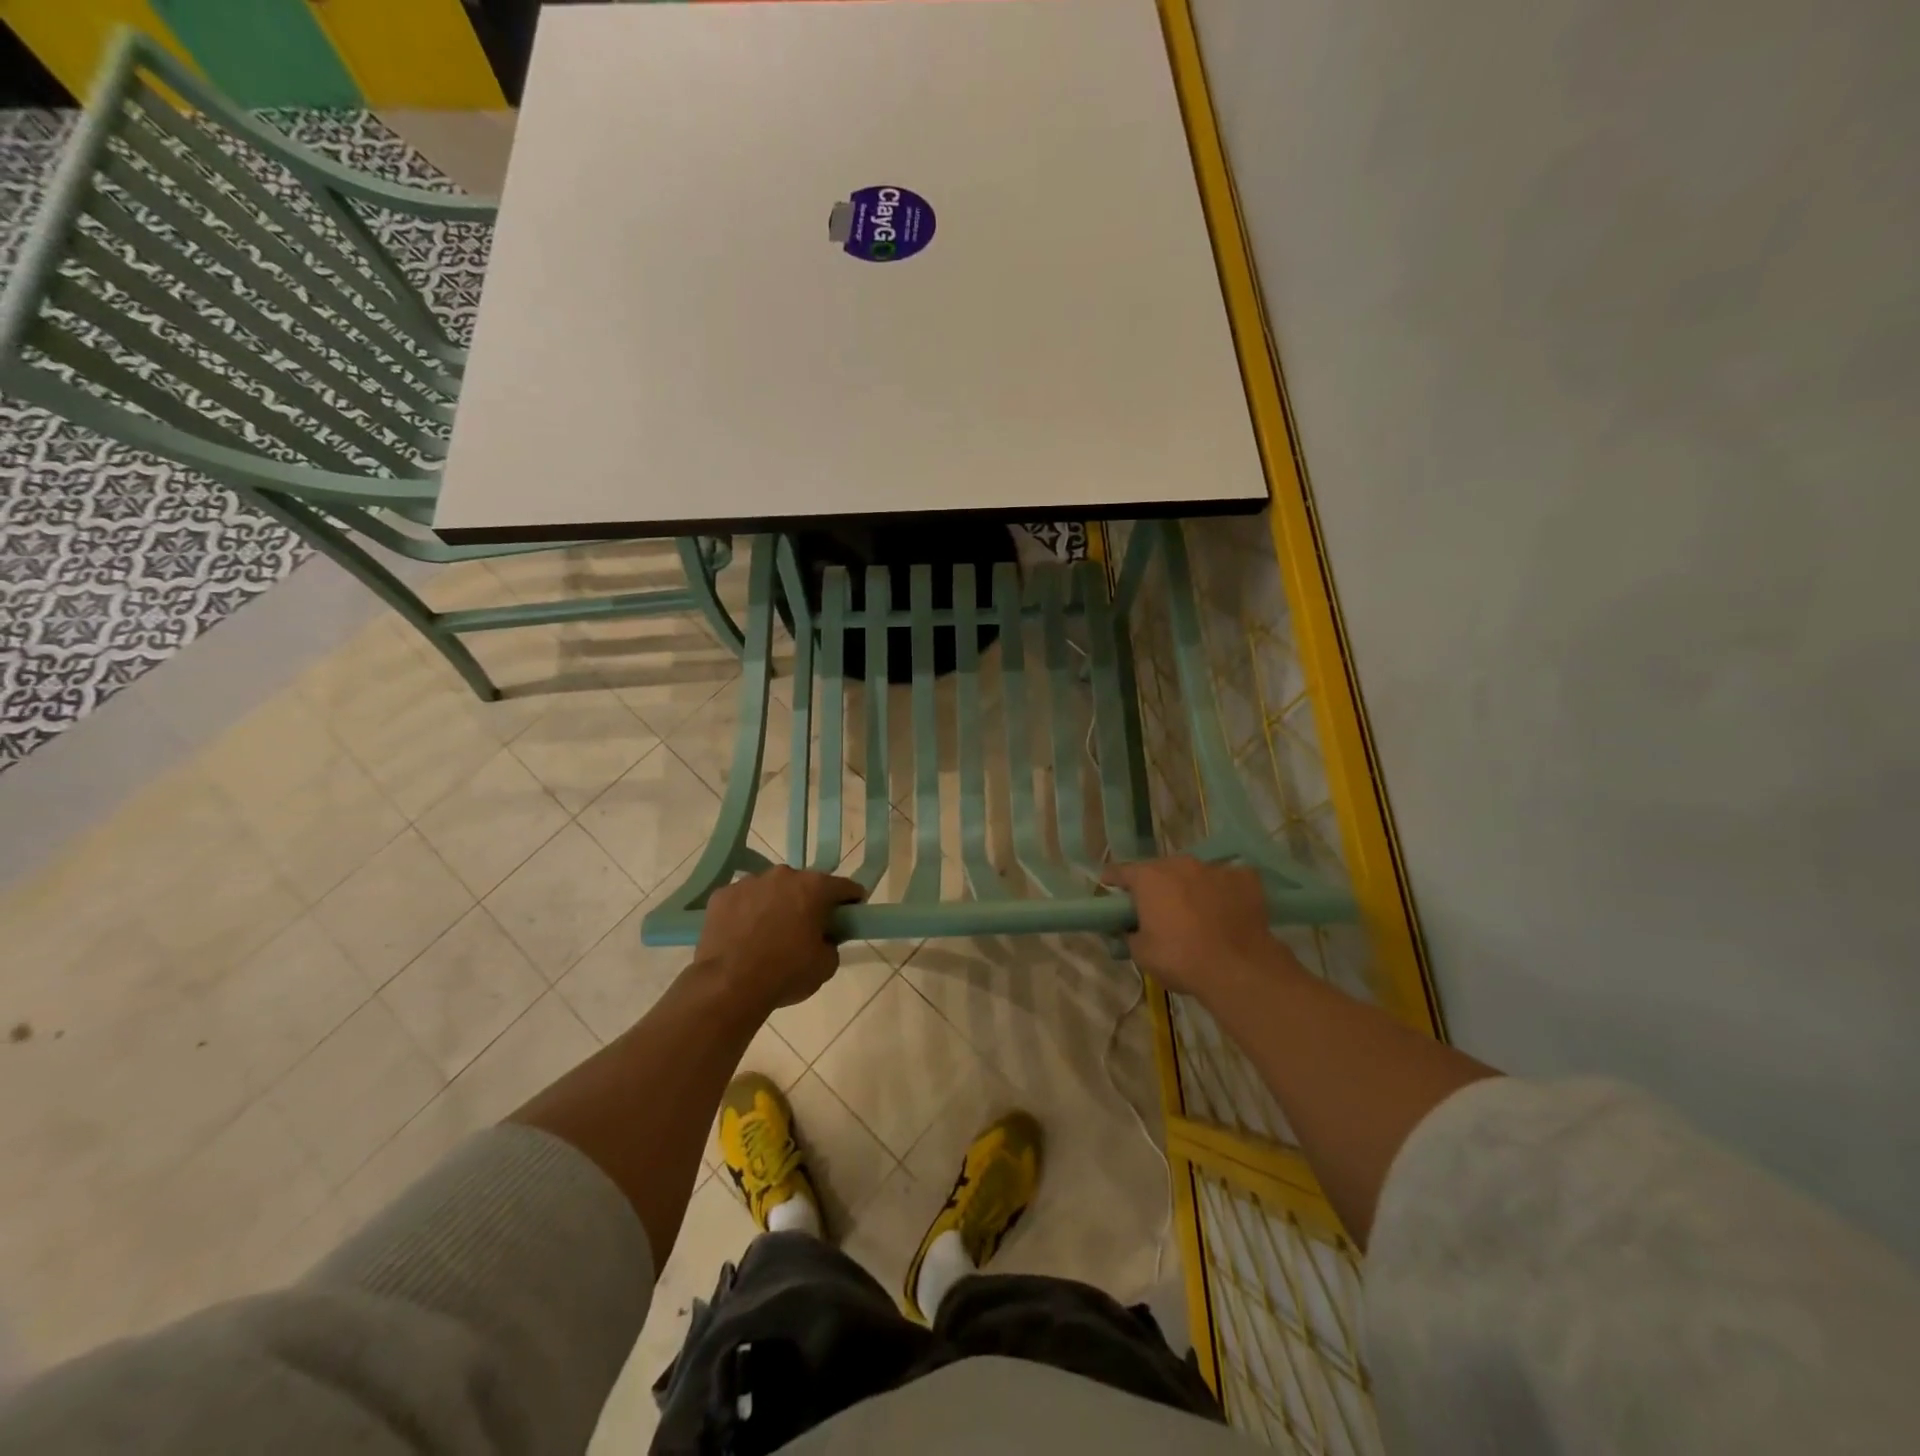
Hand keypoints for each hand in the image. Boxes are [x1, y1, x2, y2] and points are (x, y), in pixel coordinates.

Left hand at [695, 866, 865, 1012]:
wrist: (728, 986)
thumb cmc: (785, 974)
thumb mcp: (826, 965)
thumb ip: (831, 943)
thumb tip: (823, 938)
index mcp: (815, 887)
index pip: (844, 887)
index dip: (851, 901)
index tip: (850, 914)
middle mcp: (783, 875)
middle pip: (805, 884)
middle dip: (808, 901)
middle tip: (806, 928)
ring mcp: (749, 882)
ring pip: (771, 889)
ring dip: (775, 904)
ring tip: (768, 934)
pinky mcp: (722, 895)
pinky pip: (742, 899)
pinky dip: (746, 912)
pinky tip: (742, 935)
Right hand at [1103, 857, 1294, 1005]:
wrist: (1238, 968)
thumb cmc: (1180, 959)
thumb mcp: (1141, 953)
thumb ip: (1130, 934)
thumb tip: (1130, 928)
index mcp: (1148, 878)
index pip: (1121, 871)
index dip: (1113, 880)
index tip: (1109, 886)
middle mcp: (1179, 864)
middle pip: (1160, 870)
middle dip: (1157, 885)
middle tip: (1158, 908)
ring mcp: (1214, 868)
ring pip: (1195, 873)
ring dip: (1190, 887)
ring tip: (1196, 911)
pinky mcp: (1245, 878)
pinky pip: (1228, 880)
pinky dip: (1223, 892)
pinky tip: (1227, 910)